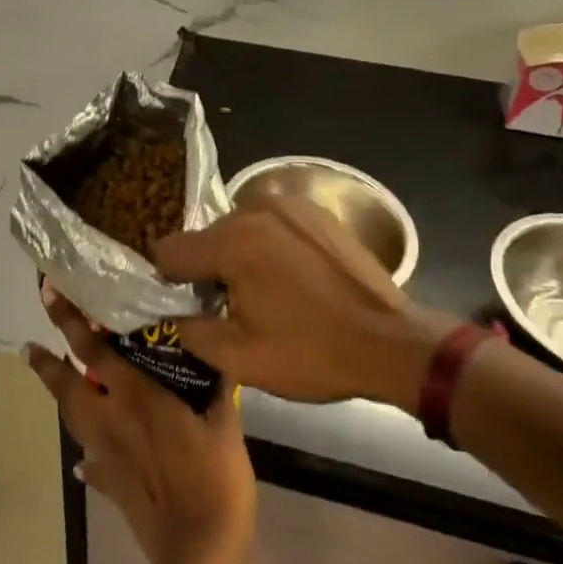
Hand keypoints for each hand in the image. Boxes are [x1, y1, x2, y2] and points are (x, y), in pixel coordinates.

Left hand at [26, 282, 255, 563]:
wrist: (200, 552)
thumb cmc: (215, 478)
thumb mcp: (225, 422)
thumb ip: (216, 385)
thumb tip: (217, 353)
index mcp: (135, 396)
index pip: (93, 350)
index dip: (68, 321)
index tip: (49, 295)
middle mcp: (112, 419)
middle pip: (68, 386)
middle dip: (46, 363)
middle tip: (28, 345)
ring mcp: (105, 454)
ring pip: (72, 419)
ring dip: (59, 397)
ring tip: (51, 382)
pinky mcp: (109, 485)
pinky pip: (90, 462)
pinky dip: (85, 454)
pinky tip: (84, 458)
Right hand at [157, 199, 462, 412]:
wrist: (393, 342)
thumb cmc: (313, 353)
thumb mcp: (241, 359)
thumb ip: (190, 331)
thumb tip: (170, 315)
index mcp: (231, 242)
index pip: (169, 250)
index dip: (170, 281)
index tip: (188, 305)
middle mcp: (254, 209)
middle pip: (206, 237)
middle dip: (209, 268)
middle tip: (232, 307)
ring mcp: (289, 204)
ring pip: (239, 227)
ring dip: (240, 254)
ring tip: (267, 292)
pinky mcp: (315, 210)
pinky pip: (272, 223)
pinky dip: (270, 244)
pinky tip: (293, 277)